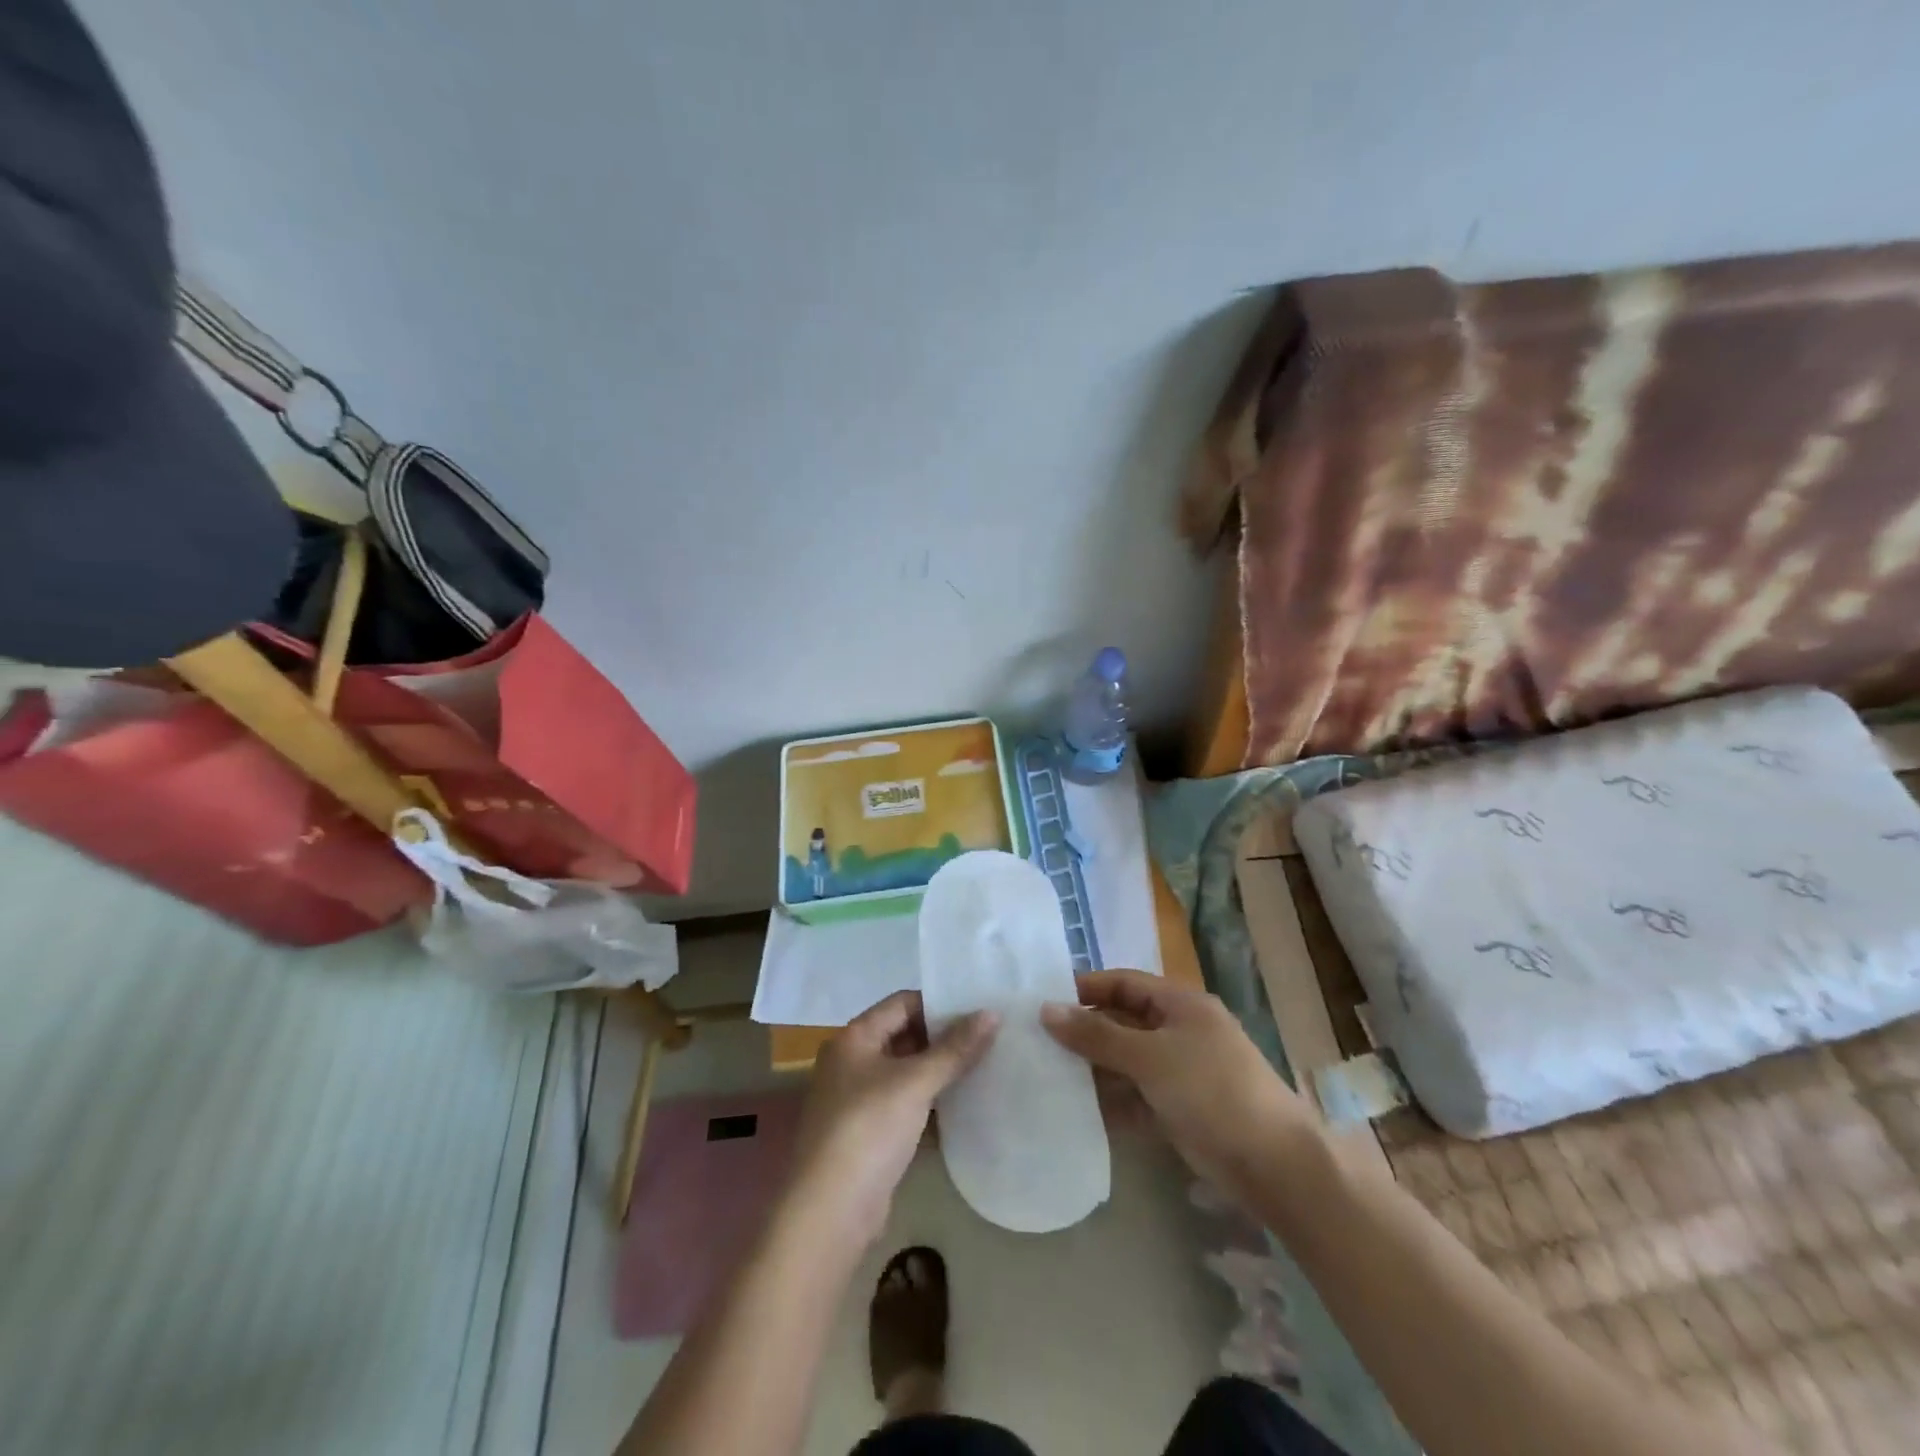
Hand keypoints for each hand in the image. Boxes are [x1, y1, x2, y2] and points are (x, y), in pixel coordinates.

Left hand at [788, 990, 996, 1249]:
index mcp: (853, 1038)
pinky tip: (965, 1105)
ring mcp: (858, 1100)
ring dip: (939, 1071)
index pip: (901, 1003)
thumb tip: (992, 1013)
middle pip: (904, 1035)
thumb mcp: (915, 1083)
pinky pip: (905, 1105)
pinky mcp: (869, 1134)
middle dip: (943, 1037)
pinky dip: (931, 1102)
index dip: (938, 1003)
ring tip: (986, 1065)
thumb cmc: (868, 1130)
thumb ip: (955, 1049)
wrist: (830, 1213)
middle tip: (989, 1036)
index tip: (978, 1007)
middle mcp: (852, 1062)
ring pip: (906, 1072)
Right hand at [1041, 970, 1311, 1202]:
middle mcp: (1181, 1031)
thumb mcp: (1150, 1057)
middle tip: (1037, 1043)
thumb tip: (1046, 1009)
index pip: (1124, 983)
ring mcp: (1182, 1073)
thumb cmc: (1212, 1092)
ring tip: (1048, 1077)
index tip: (1044, 1002)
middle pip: (1123, 1022)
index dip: (1086, 988)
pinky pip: (1137, 1097)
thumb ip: (1097, 1035)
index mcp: (1181, 1004)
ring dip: (1094, 1069)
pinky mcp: (1181, 1110)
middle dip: (1085, 1032)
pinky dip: (1112, 1103)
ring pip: (1127, 1062)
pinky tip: (1078, 1113)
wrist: (1275, 1166)